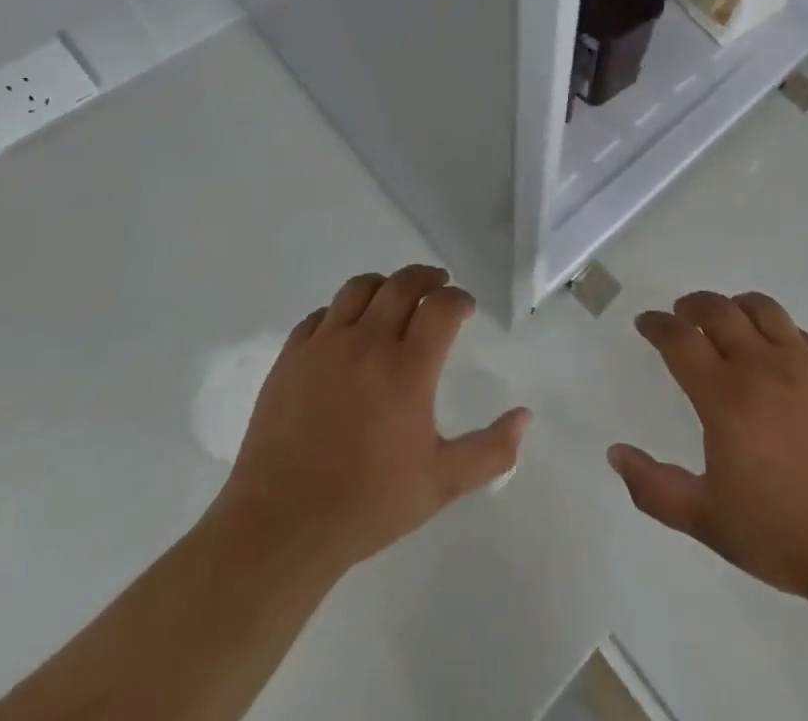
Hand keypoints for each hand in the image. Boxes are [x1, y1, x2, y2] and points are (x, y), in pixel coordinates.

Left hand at [212, 265, 530, 572]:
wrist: (281, 528)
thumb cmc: (367, 505)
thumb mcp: (440, 485)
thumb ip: (490, 450)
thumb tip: (526, 417)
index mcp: (408, 368)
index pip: (442, 305)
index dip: (459, 298)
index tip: (465, 308)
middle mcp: (368, 343)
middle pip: (403, 283)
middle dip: (427, 278)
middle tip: (438, 287)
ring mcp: (324, 347)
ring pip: (360, 288)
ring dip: (385, 285)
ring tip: (394, 299)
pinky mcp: (291, 358)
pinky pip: (320, 315)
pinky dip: (341, 312)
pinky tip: (347, 331)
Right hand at [608, 291, 807, 605]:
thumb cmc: (785, 534)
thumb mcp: (709, 521)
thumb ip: (656, 488)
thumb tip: (615, 454)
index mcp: (725, 396)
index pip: (680, 340)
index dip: (657, 325)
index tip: (646, 322)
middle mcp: (761, 365)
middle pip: (718, 311)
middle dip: (691, 305)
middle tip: (680, 313)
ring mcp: (803, 363)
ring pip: (761, 309)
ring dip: (734, 305)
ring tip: (726, 316)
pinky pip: (799, 331)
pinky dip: (776, 327)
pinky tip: (776, 347)